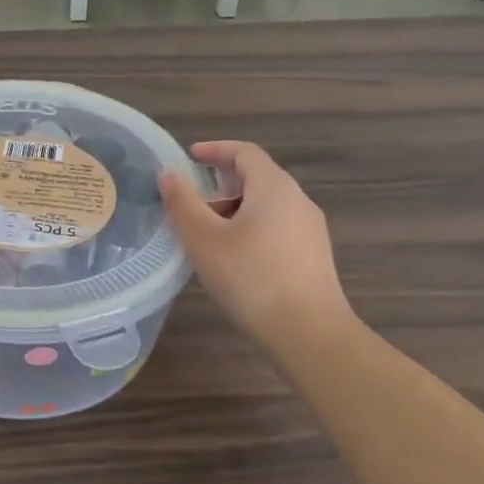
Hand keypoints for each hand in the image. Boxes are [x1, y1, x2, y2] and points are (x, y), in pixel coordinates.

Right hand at [159, 142, 350, 347]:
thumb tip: (169, 174)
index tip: (190, 157)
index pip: (245, 152)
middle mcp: (298, 200)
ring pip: (267, 205)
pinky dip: (250, 228)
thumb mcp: (204, 239)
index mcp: (274, 187)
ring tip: (206, 232)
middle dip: (221, 183)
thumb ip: (183, 203)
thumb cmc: (251, 277)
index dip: (216, 149)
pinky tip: (233, 257)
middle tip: (191, 199)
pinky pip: (277, 227)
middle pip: (257, 177)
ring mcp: (310, 230)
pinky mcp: (313, 256)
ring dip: (234, 208)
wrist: (310, 333)